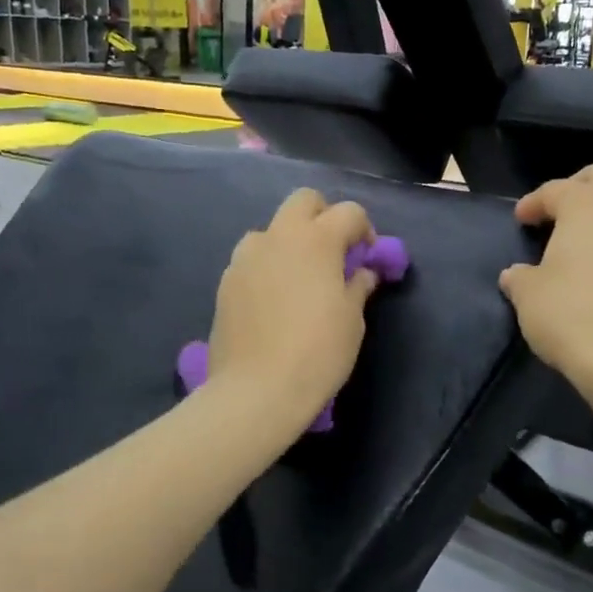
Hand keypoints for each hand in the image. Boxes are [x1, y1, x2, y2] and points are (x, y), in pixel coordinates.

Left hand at [206, 189, 379, 429]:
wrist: (256, 390)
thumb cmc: (317, 352)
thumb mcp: (352, 320)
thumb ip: (358, 286)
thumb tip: (360, 272)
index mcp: (316, 240)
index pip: (349, 212)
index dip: (365, 230)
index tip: (367, 257)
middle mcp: (278, 236)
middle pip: (304, 201)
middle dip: (323, 217)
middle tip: (333, 252)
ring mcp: (246, 256)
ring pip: (271, 229)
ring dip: (289, 241)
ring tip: (298, 278)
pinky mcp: (226, 281)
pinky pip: (251, 259)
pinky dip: (267, 266)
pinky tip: (273, 301)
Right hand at [499, 164, 592, 386]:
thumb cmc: (570, 314)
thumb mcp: (529, 295)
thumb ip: (520, 277)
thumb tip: (516, 275)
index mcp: (587, 207)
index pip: (556, 189)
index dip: (533, 202)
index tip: (520, 220)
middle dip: (580, 187)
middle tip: (559, 212)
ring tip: (588, 241)